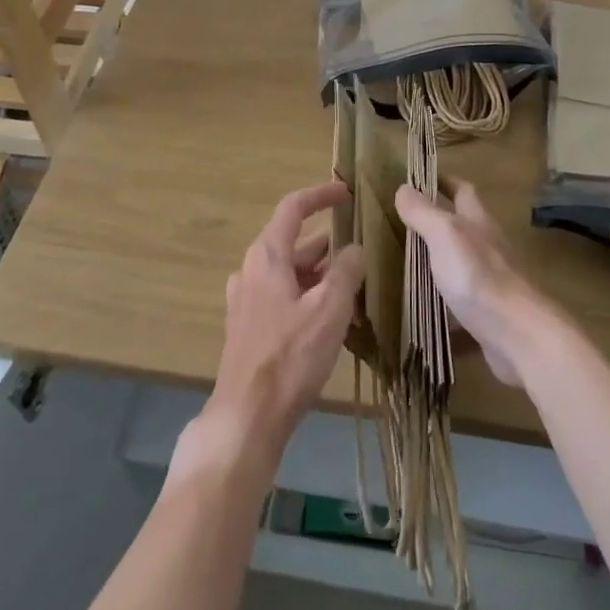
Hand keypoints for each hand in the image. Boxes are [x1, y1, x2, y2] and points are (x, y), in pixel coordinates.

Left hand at [178, 182, 363, 480]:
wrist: (248, 416)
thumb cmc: (290, 355)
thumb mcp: (330, 308)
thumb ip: (346, 271)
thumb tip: (354, 249)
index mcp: (267, 255)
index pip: (293, 208)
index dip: (320, 195)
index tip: (346, 192)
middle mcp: (252, 270)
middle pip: (293, 241)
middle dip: (328, 242)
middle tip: (361, 246)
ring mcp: (247, 300)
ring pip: (289, 272)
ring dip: (320, 271)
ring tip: (355, 282)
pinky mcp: (249, 327)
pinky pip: (283, 296)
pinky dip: (308, 294)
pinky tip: (331, 315)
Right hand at [394, 181, 559, 389]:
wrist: (519, 336)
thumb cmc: (479, 277)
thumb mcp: (445, 236)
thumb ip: (424, 213)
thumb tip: (403, 187)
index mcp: (478, 222)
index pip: (463, 190)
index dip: (443, 181)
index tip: (420, 178)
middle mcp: (487, 247)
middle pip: (463, 228)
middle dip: (437, 224)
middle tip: (402, 226)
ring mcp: (490, 282)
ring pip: (460, 266)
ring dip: (438, 265)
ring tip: (405, 269)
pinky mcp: (489, 316)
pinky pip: (461, 307)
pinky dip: (444, 309)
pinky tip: (424, 319)